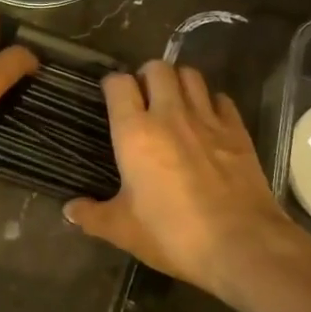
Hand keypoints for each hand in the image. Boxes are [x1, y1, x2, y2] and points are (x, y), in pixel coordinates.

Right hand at [64, 60, 310, 297]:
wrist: (241, 244)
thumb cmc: (173, 235)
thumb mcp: (124, 231)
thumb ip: (93, 216)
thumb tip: (69, 210)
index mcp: (136, 132)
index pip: (119, 84)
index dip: (113, 85)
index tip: (111, 98)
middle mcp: (170, 114)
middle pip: (157, 68)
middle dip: (147, 76)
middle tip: (144, 98)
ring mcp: (207, 118)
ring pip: (191, 75)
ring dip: (179, 82)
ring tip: (175, 102)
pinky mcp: (237, 130)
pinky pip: (221, 99)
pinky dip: (212, 102)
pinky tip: (208, 120)